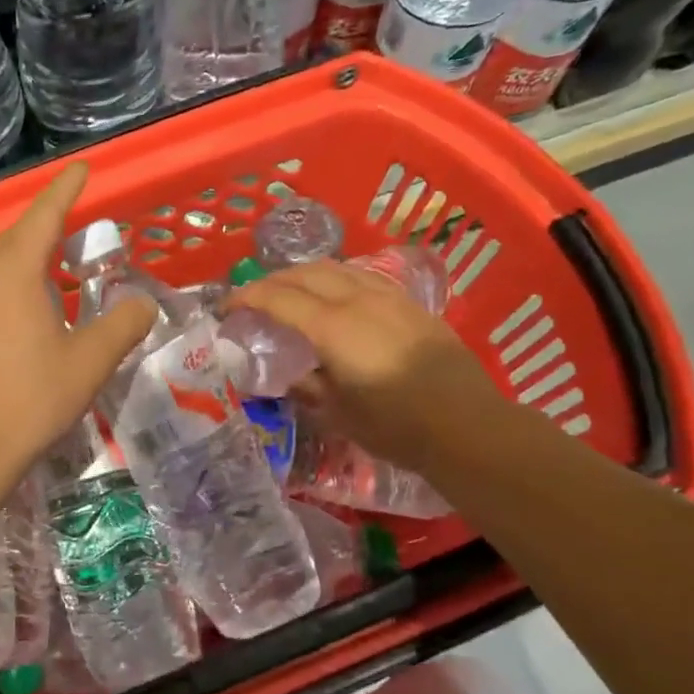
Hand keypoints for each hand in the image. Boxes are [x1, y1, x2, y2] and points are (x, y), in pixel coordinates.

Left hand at [0, 163, 155, 477]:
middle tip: (78, 220)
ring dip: (27, 255)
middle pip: (17, 236)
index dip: (66, 189)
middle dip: (47, 223)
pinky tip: (25, 305)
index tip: (83, 169)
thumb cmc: (30, 400)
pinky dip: (10, 282)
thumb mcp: (89, 362)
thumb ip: (123, 325)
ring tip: (55, 261)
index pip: (44, 215)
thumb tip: (143, 303)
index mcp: (13, 271)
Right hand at [222, 261, 498, 465]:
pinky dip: (336, 278)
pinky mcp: (411, 305)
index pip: (279, 298)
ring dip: (305, 273)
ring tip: (290, 290)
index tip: (226, 306)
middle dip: (273, 279)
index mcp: (334, 327)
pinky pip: (363, 277)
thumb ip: (308, 387)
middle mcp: (359, 300)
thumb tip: (292, 376)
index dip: (247, 297)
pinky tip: (336, 295)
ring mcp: (390, 298)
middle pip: (307, 273)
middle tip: (254, 297)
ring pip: (338, 267)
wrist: (467, 426)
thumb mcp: (338, 414)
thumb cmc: (395, 426)